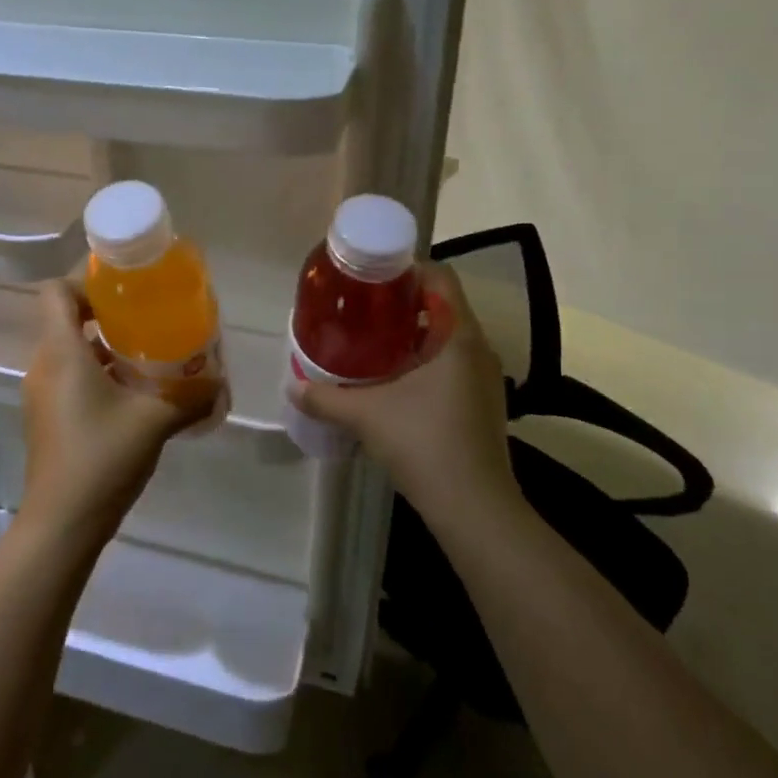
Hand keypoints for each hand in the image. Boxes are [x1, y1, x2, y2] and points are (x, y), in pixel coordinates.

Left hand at [19, 281, 219, 551]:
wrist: (62, 523)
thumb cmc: (102, 457)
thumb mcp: (155, 421)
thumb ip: (190, 397)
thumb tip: (220, 384)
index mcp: (62, 353)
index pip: (56, 292)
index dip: (86, 283)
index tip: (125, 292)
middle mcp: (44, 366)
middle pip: (65, 320)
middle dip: (106, 315)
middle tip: (148, 321)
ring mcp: (41, 394)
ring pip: (69, 351)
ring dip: (104, 347)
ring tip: (147, 355)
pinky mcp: (46, 418)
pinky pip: (69, 377)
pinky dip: (96, 374)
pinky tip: (132, 393)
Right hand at [291, 263, 513, 524]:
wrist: (474, 508)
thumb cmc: (424, 444)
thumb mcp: (366, 415)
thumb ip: (325, 398)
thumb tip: (292, 386)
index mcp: (459, 337)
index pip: (441, 277)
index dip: (408, 269)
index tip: (372, 279)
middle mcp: (478, 349)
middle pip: (444, 305)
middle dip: (403, 303)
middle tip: (363, 309)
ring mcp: (485, 378)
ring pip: (448, 337)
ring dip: (414, 334)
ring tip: (373, 340)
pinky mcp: (483, 403)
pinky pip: (453, 364)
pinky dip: (425, 360)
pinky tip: (394, 379)